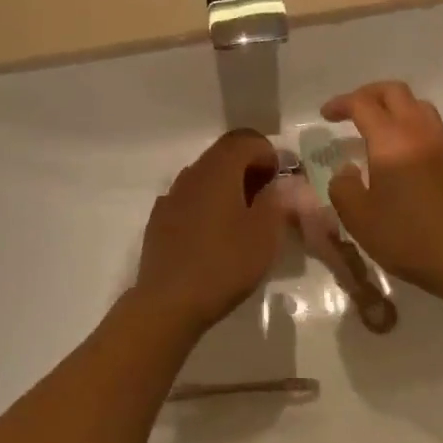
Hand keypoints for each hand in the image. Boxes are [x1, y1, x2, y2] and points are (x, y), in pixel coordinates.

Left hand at [133, 129, 284, 334]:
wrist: (168, 303)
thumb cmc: (224, 264)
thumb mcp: (265, 234)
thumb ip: (277, 200)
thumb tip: (281, 183)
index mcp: (218, 171)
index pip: (246, 140)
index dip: (269, 153)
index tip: (282, 181)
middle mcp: (191, 175)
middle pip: (224, 155)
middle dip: (250, 168)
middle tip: (270, 198)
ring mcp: (171, 197)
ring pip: (206, 177)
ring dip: (229, 187)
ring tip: (246, 219)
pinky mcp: (160, 221)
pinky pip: (190, 199)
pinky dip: (209, 205)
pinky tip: (216, 236)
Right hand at [321, 82, 442, 302]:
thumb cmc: (410, 238)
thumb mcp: (360, 219)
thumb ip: (343, 188)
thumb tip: (346, 170)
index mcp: (392, 141)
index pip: (363, 104)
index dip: (341, 104)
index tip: (325, 116)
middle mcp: (420, 133)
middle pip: (395, 92)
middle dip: (369, 94)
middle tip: (350, 111)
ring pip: (418, 106)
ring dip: (394, 108)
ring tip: (376, 130)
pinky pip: (431, 129)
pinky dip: (410, 128)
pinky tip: (400, 157)